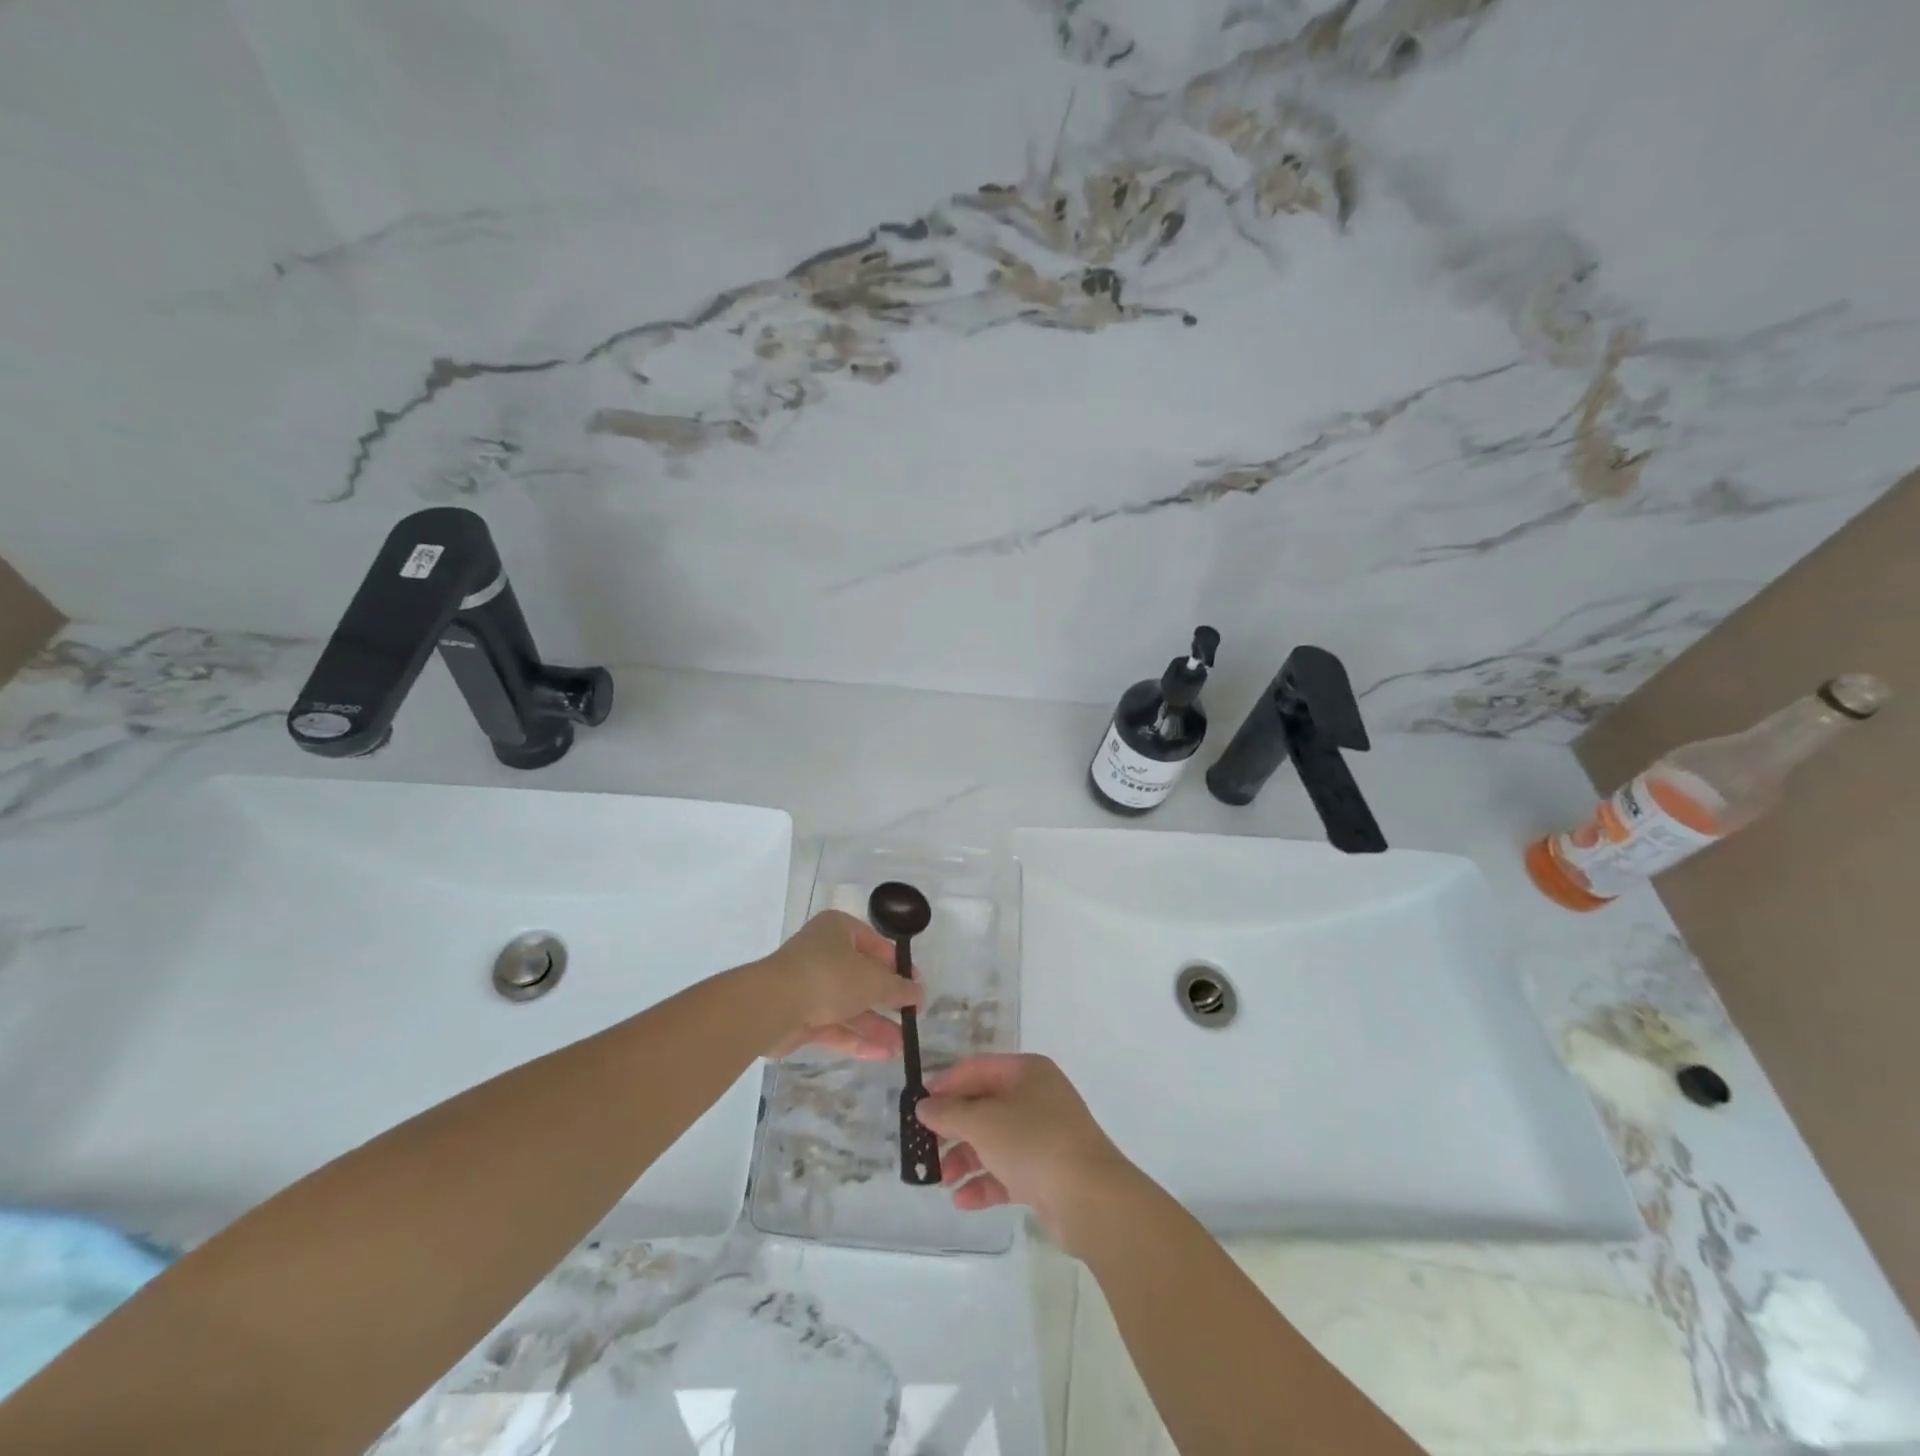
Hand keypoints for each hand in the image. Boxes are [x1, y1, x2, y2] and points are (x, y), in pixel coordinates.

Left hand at [755, 910, 922, 1060]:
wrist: (773, 1005)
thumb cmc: (829, 977)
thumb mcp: (873, 980)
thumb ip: (898, 988)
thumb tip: (919, 993)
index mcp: (839, 930)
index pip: (877, 946)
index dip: (900, 968)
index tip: (917, 989)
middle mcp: (824, 953)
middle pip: (863, 978)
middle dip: (888, 1002)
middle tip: (911, 1019)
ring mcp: (810, 985)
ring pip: (849, 1005)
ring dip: (876, 1025)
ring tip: (902, 1047)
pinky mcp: (800, 1016)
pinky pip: (835, 1025)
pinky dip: (857, 1038)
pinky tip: (882, 1054)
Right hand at [915, 1054, 1137, 1250]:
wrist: (1090, 1198)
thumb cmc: (1033, 1142)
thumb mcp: (982, 1122)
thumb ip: (948, 1113)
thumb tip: (924, 1106)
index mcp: (1027, 1071)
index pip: (977, 1069)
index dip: (946, 1084)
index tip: (919, 1105)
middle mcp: (1037, 1097)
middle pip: (984, 1106)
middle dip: (954, 1128)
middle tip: (925, 1147)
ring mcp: (1044, 1135)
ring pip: (994, 1141)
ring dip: (965, 1159)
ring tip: (941, 1181)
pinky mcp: (1048, 1172)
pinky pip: (1008, 1172)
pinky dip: (985, 1183)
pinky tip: (962, 1201)